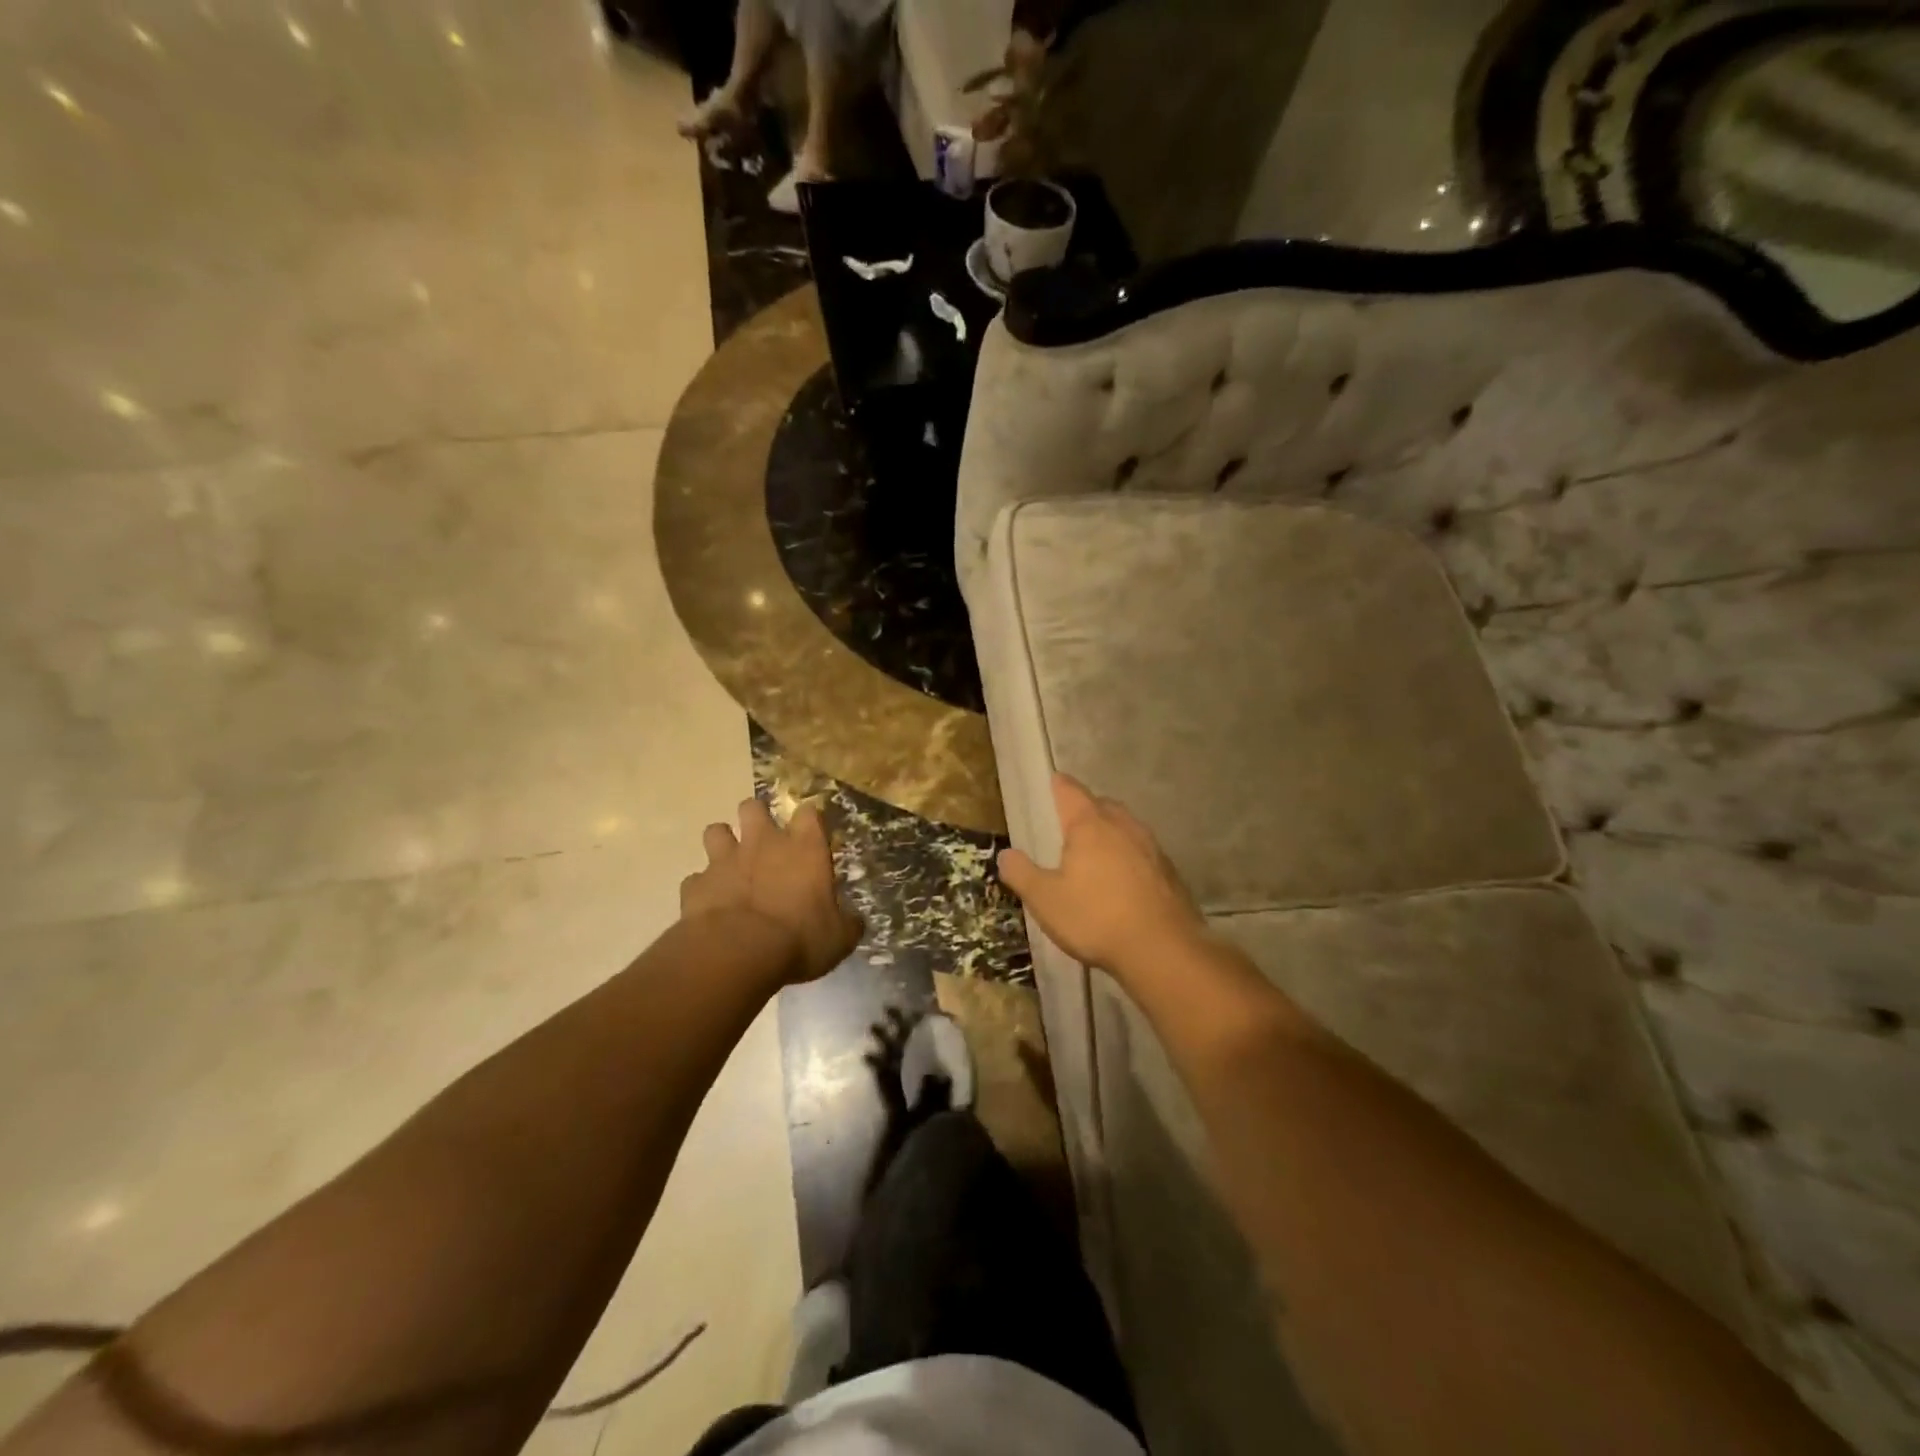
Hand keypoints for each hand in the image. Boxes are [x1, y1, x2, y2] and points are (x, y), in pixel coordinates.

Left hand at [680, 798, 862, 983]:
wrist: (738, 953)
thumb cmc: (799, 939)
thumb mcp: (838, 939)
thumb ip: (846, 924)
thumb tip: (855, 922)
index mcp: (804, 848)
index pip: (809, 812)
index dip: (809, 819)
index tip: (811, 832)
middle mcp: (763, 843)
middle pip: (752, 807)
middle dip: (755, 817)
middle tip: (762, 839)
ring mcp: (725, 860)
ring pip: (715, 831)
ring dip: (722, 843)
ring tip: (730, 864)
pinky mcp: (696, 885)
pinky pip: (696, 878)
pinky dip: (703, 888)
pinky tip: (710, 904)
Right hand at [998, 774, 1204, 982]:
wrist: (1163, 950)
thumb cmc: (1096, 918)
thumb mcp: (1045, 900)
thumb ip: (1021, 874)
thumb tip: (1005, 854)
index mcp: (1089, 825)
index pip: (1070, 791)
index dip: (1059, 785)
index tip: (1052, 782)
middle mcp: (1122, 826)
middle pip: (1101, 805)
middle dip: (1085, 809)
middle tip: (1069, 823)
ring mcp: (1151, 847)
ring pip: (1125, 827)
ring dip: (1110, 832)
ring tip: (1095, 851)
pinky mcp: (1169, 871)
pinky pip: (1142, 852)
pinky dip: (1129, 857)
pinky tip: (1123, 880)